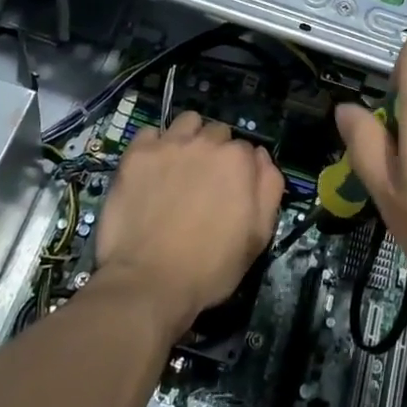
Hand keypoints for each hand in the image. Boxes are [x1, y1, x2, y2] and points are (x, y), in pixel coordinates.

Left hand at [92, 113, 283, 336]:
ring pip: (187, 123)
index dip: (239, 171)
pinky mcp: (137, 155)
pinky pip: (150, 132)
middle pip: (217, 133)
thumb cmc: (209, 267)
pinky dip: (154, 145)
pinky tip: (152, 168)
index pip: (246, 150)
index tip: (229, 192)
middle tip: (204, 182)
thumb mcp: (258, 236)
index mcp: (238, 159)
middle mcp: (206, 142)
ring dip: (188, 138)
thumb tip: (261, 157)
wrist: (147, 284)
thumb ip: (268, 188)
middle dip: (215, 152)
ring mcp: (169, 145)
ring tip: (179, 165)